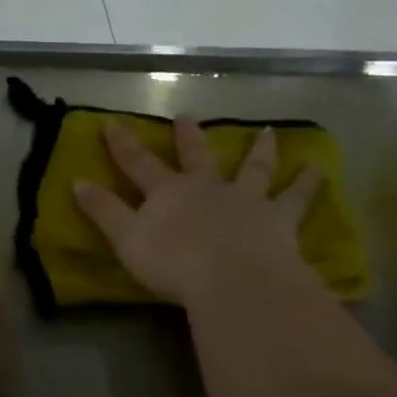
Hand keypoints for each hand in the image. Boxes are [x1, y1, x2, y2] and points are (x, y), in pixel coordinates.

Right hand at [73, 119, 323, 307]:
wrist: (232, 280)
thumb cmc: (174, 265)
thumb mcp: (127, 241)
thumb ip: (104, 212)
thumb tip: (77, 183)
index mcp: (169, 193)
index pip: (138, 163)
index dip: (122, 144)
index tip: (111, 123)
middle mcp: (208, 187)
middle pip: (197, 156)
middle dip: (189, 137)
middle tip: (188, 116)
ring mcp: (247, 199)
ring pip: (254, 168)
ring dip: (259, 149)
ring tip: (268, 132)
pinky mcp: (279, 219)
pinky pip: (296, 198)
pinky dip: (307, 183)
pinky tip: (319, 168)